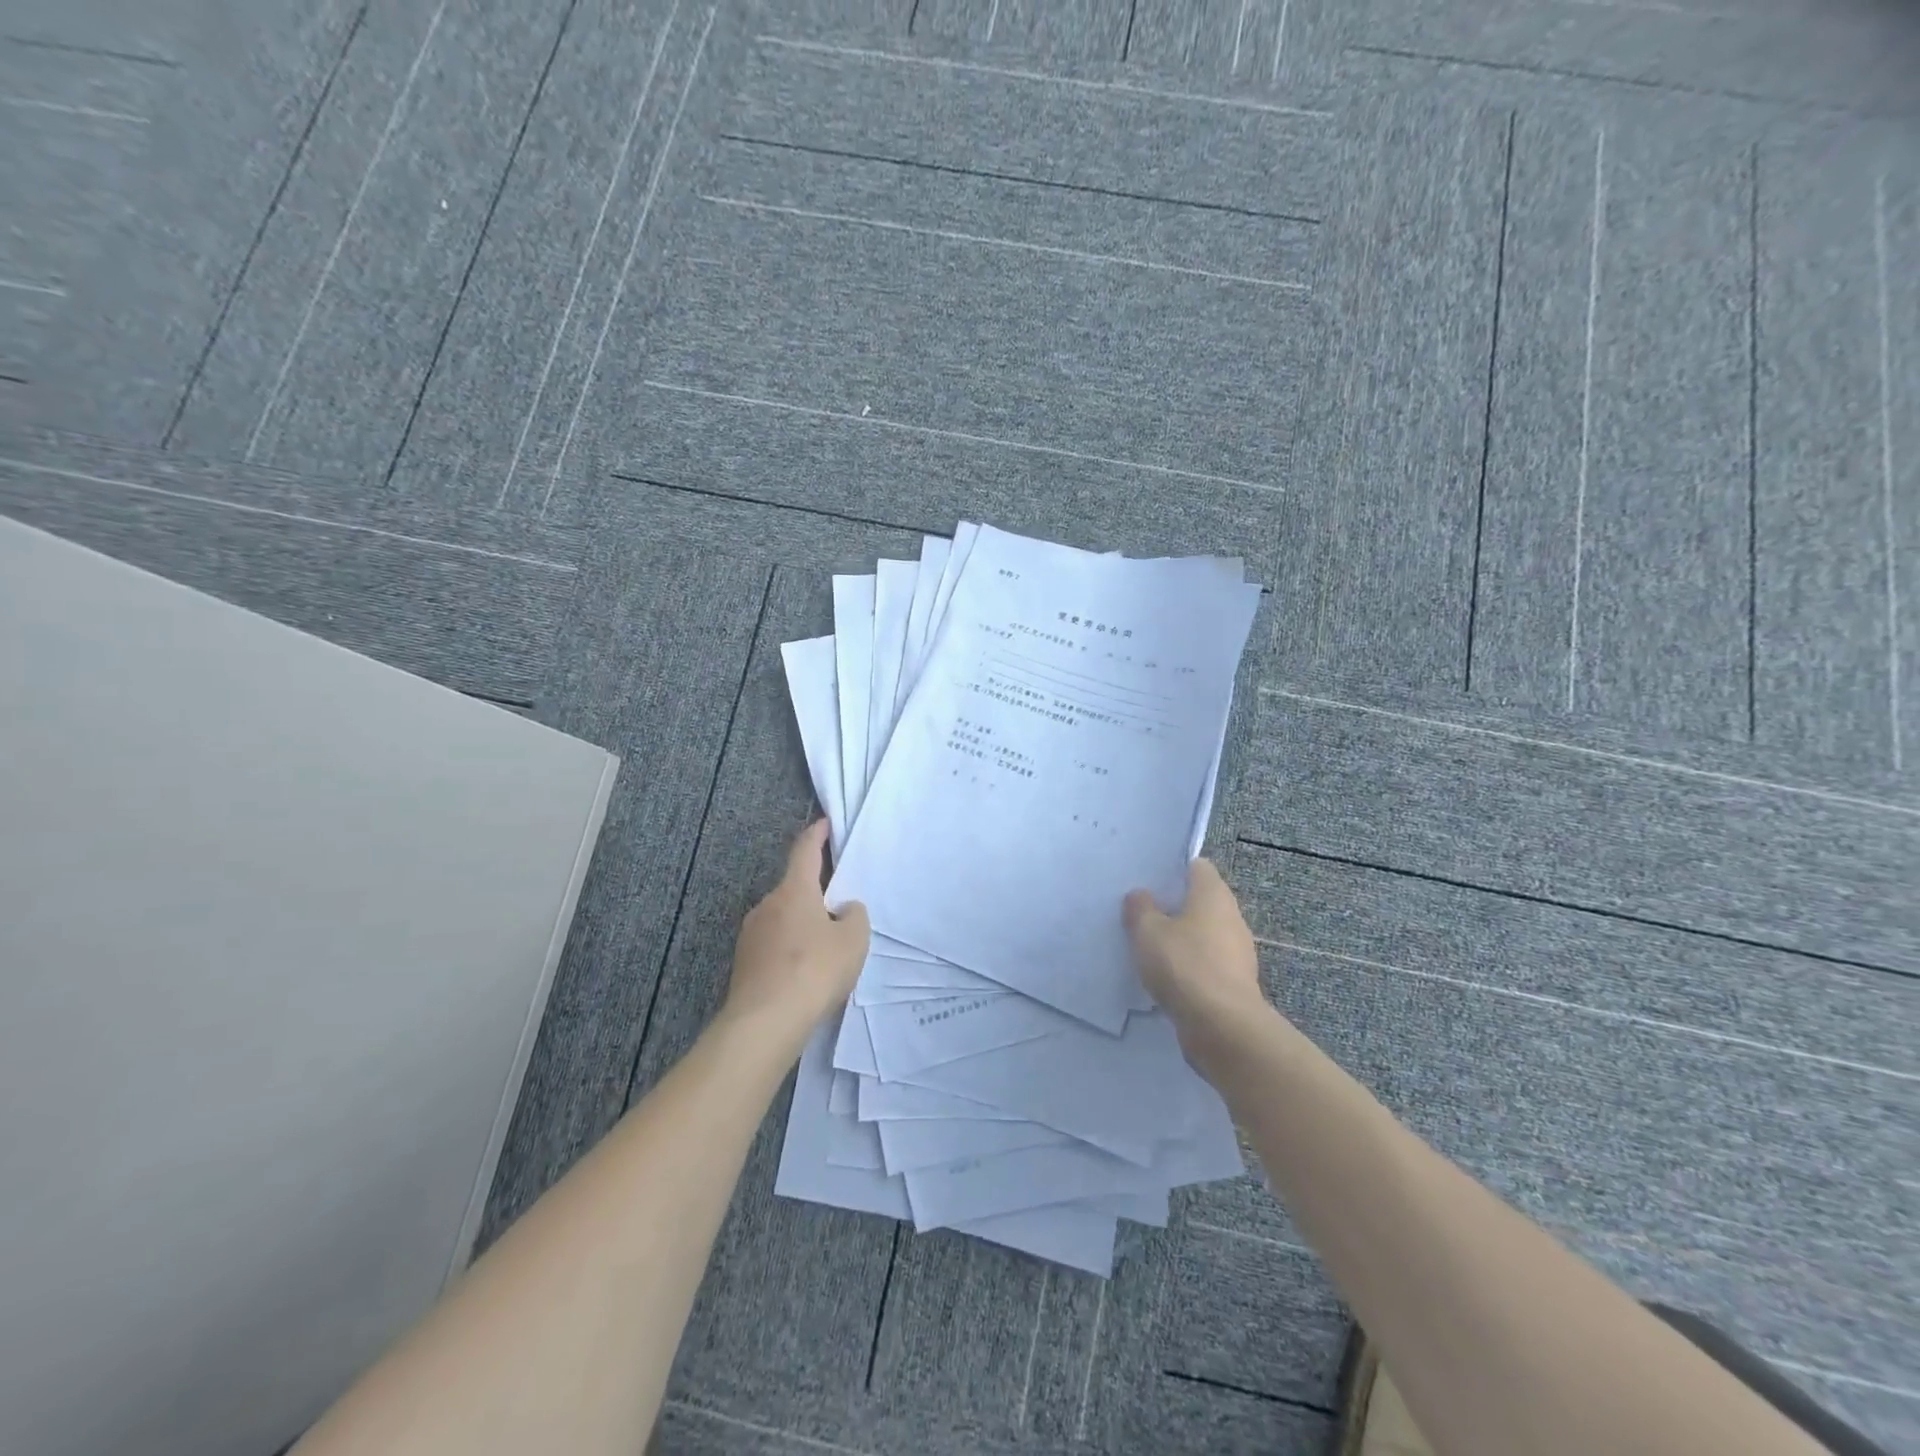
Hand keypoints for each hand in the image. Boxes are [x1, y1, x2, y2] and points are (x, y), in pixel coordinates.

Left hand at [725, 821, 869, 1036]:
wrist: (765, 1023)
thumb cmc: (814, 970)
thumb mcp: (853, 940)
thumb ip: (854, 916)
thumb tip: (843, 910)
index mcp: (794, 891)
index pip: (805, 851)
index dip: (816, 835)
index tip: (824, 824)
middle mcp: (767, 906)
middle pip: (795, 890)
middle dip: (815, 895)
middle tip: (839, 910)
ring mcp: (750, 935)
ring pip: (783, 920)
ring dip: (802, 927)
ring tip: (825, 951)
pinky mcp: (744, 964)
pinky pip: (774, 947)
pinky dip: (791, 952)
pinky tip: (805, 975)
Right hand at [1124, 859, 1270, 1058]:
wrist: (1222, 1026)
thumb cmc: (1184, 965)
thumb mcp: (1148, 931)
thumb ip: (1140, 908)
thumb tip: (1141, 895)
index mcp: (1213, 894)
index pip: (1197, 866)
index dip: (1174, 869)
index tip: (1149, 880)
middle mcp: (1231, 917)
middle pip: (1201, 901)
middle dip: (1174, 906)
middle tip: (1142, 913)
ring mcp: (1237, 952)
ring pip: (1204, 934)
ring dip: (1181, 938)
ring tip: (1149, 946)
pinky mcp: (1234, 982)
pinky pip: (1207, 963)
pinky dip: (1189, 966)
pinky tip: (1166, 977)